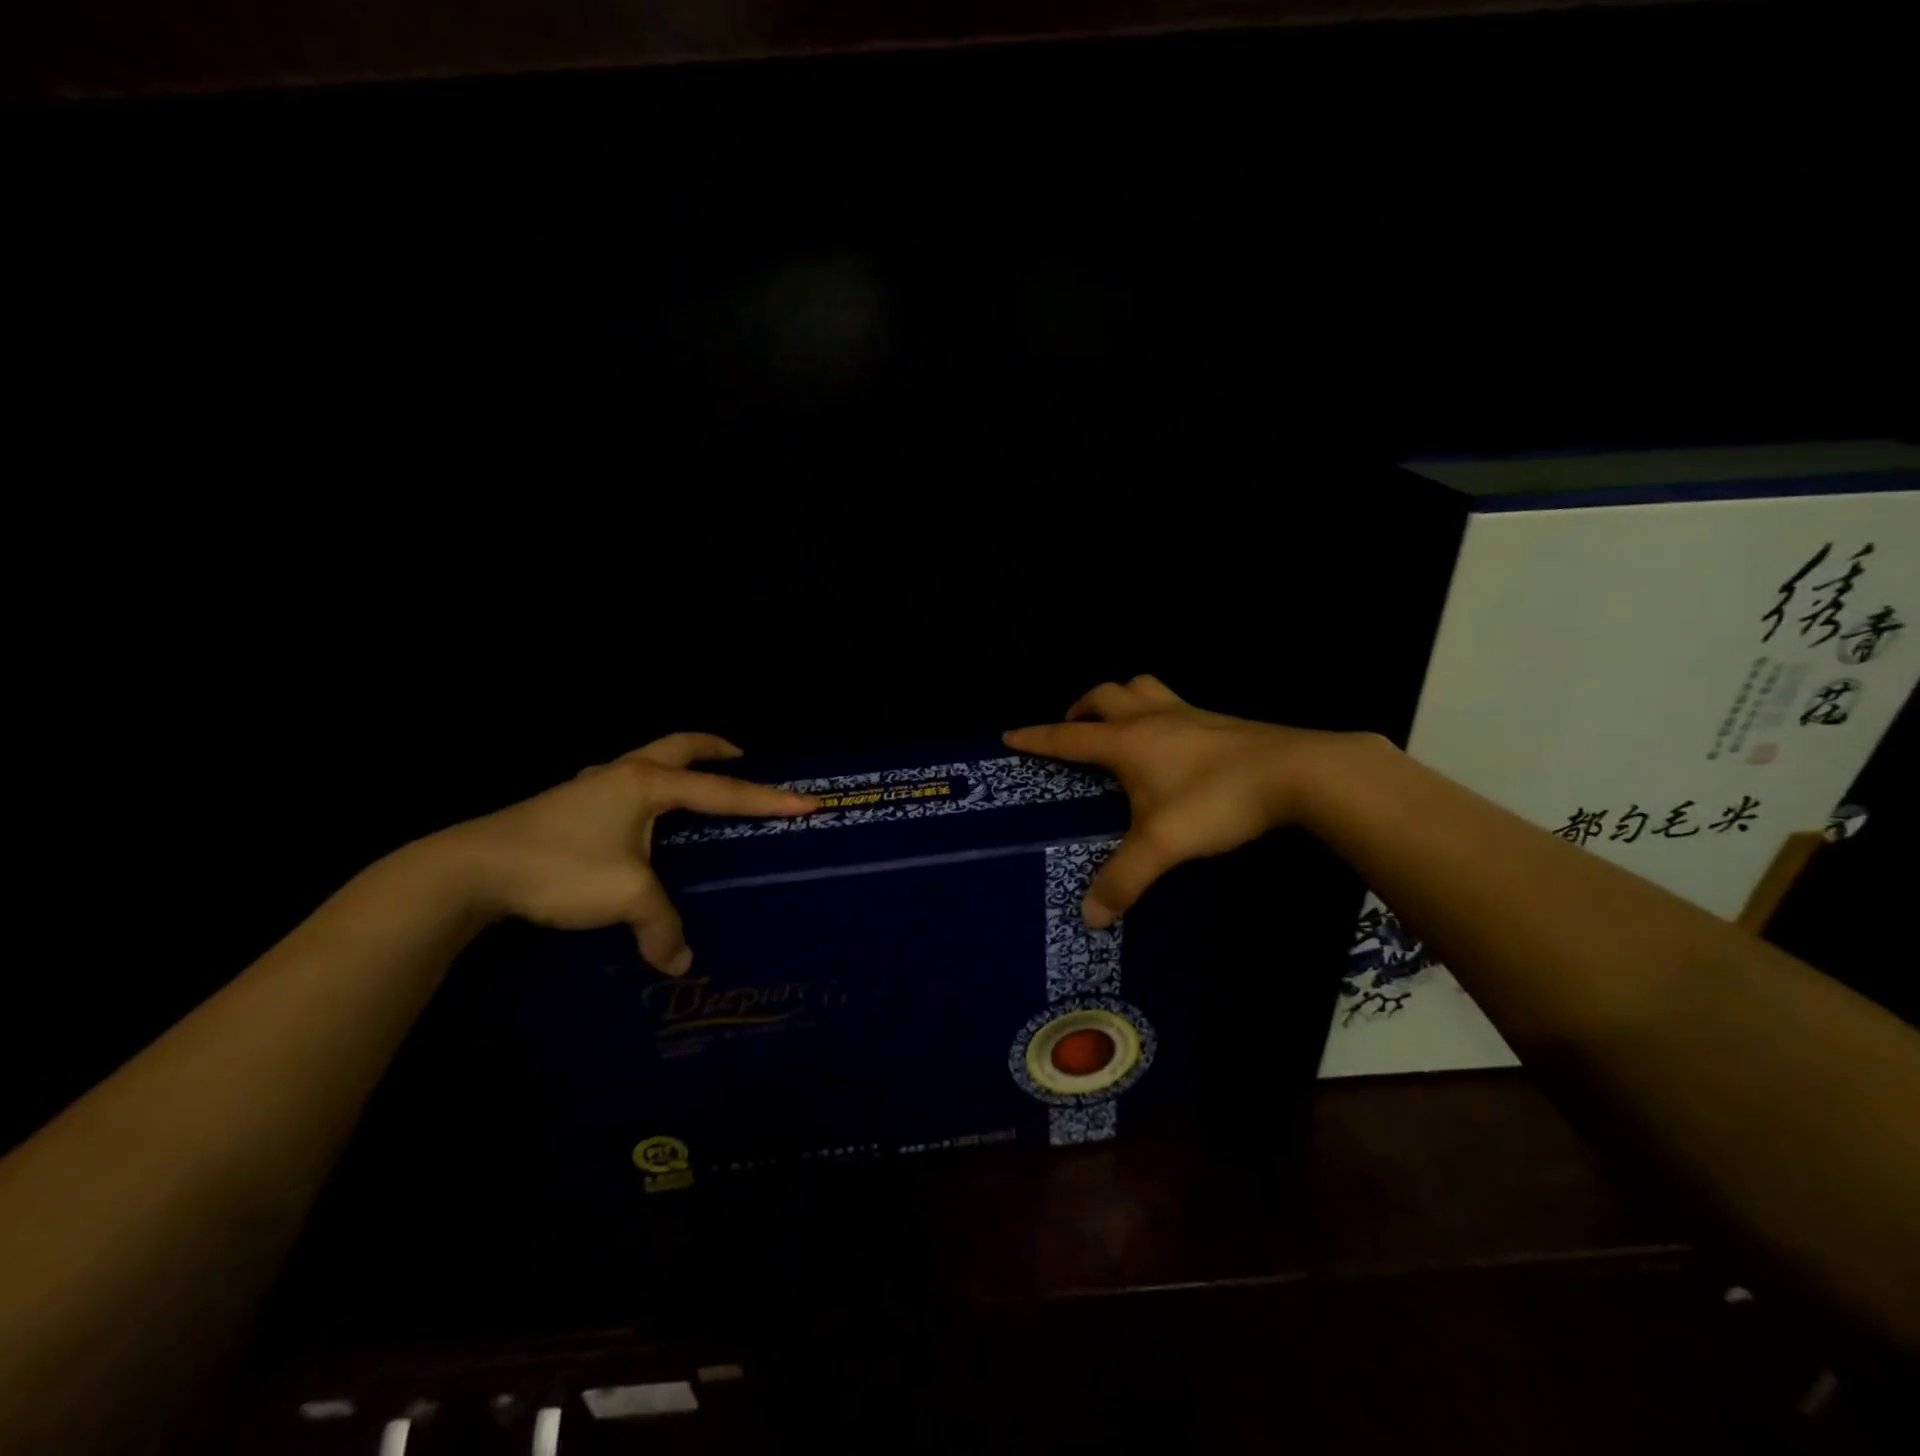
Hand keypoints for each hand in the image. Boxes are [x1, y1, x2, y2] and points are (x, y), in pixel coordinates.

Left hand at [438, 733, 816, 974]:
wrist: (469, 869)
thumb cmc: (560, 868)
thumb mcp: (625, 897)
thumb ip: (661, 927)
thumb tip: (680, 962)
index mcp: (647, 784)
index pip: (722, 791)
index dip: (767, 799)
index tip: (807, 802)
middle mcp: (623, 773)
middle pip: (681, 746)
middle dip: (716, 748)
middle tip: (744, 756)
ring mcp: (591, 784)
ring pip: (647, 760)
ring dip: (677, 764)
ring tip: (694, 787)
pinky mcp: (567, 803)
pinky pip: (623, 782)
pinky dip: (647, 787)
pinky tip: (638, 818)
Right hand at [1005, 676, 1357, 926]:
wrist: (1296, 774)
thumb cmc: (1217, 800)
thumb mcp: (1163, 844)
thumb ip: (1124, 879)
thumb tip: (1088, 917)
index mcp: (1127, 741)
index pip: (1068, 736)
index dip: (1037, 737)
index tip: (1010, 735)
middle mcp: (1151, 718)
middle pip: (1104, 694)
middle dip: (1079, 708)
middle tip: (1071, 730)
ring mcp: (1188, 714)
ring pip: (1142, 687)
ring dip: (1119, 699)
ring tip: (1115, 724)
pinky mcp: (1218, 721)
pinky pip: (1173, 702)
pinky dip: (1155, 710)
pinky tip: (1168, 740)